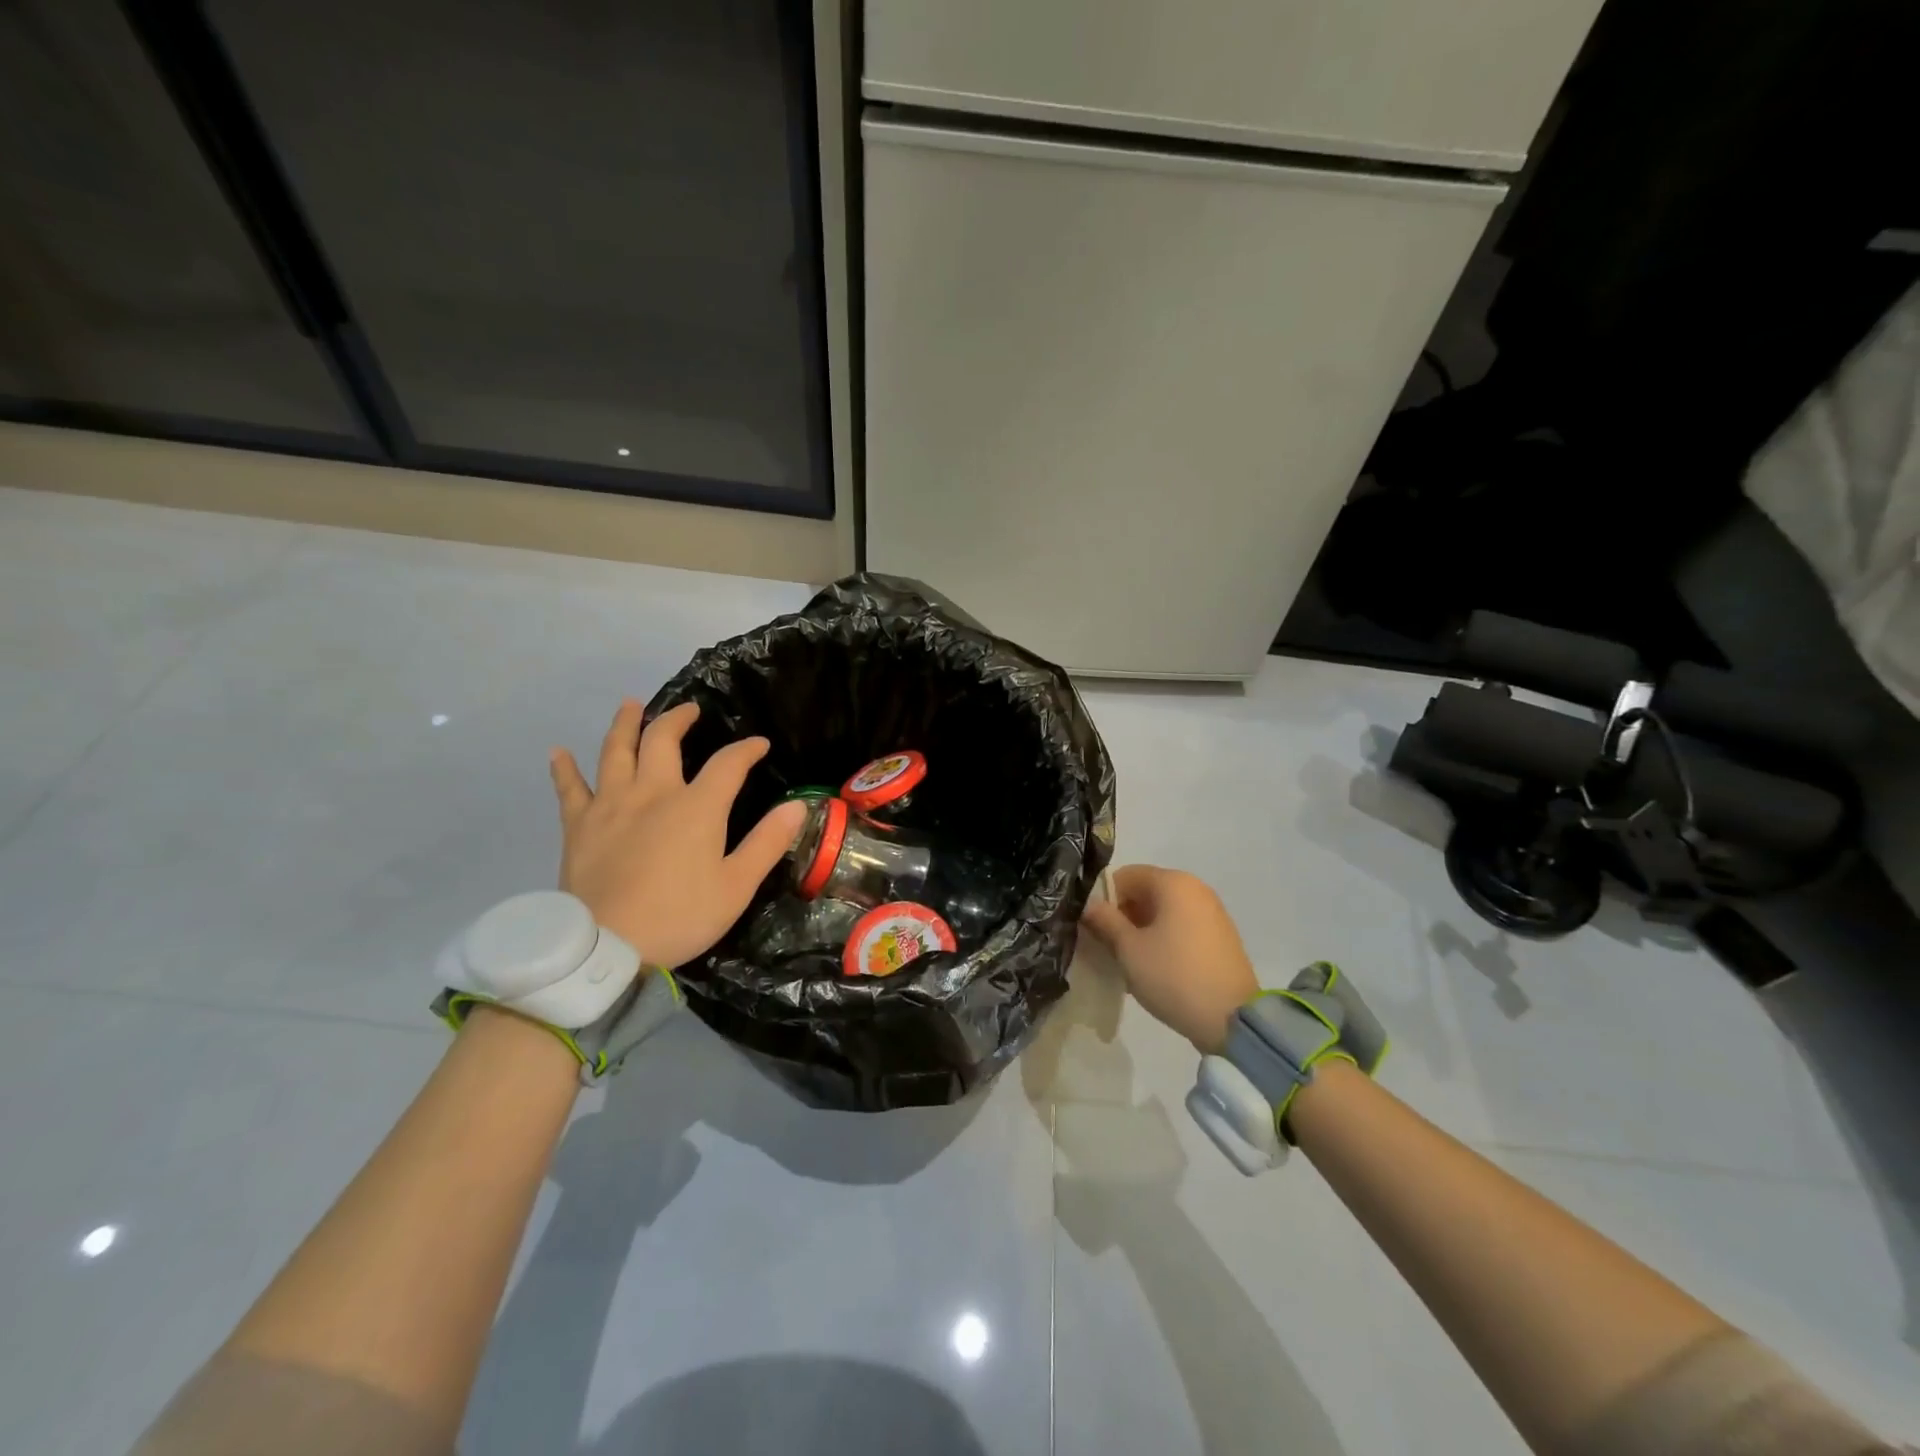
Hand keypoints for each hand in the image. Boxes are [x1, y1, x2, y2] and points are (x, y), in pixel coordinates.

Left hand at [549, 700, 806, 968]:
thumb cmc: (680, 917)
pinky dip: (564, 768)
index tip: (759, 744)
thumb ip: (767, 842)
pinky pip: (569, 788)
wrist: (606, 949)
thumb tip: (798, 806)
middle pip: (662, 740)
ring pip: (615, 751)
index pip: (728, 764)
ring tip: (631, 706)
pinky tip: (559, 752)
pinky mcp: (579, 825)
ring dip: (625, 724)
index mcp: (696, 807)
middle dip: (679, 719)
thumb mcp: (737, 886)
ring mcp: (610, 805)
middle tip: (689, 711)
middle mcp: (653, 793)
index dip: (746, 750)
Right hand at [1081, 865, 1258, 1053]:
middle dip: (1122, 916)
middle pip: (1145, 892)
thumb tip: (1088, 906)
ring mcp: (1211, 912)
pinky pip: (1181, 927)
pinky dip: (1163, 939)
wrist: (1232, 1020)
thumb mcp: (1129, 949)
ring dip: (1141, 930)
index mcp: (1173, 882)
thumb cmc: (1173, 976)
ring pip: (1163, 911)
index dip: (1103, 899)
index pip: (1124, 876)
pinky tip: (1155, 968)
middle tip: (1108, 948)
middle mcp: (1195, 888)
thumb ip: (1105, 921)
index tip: (1094, 929)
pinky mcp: (1220, 936)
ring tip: (1130, 962)